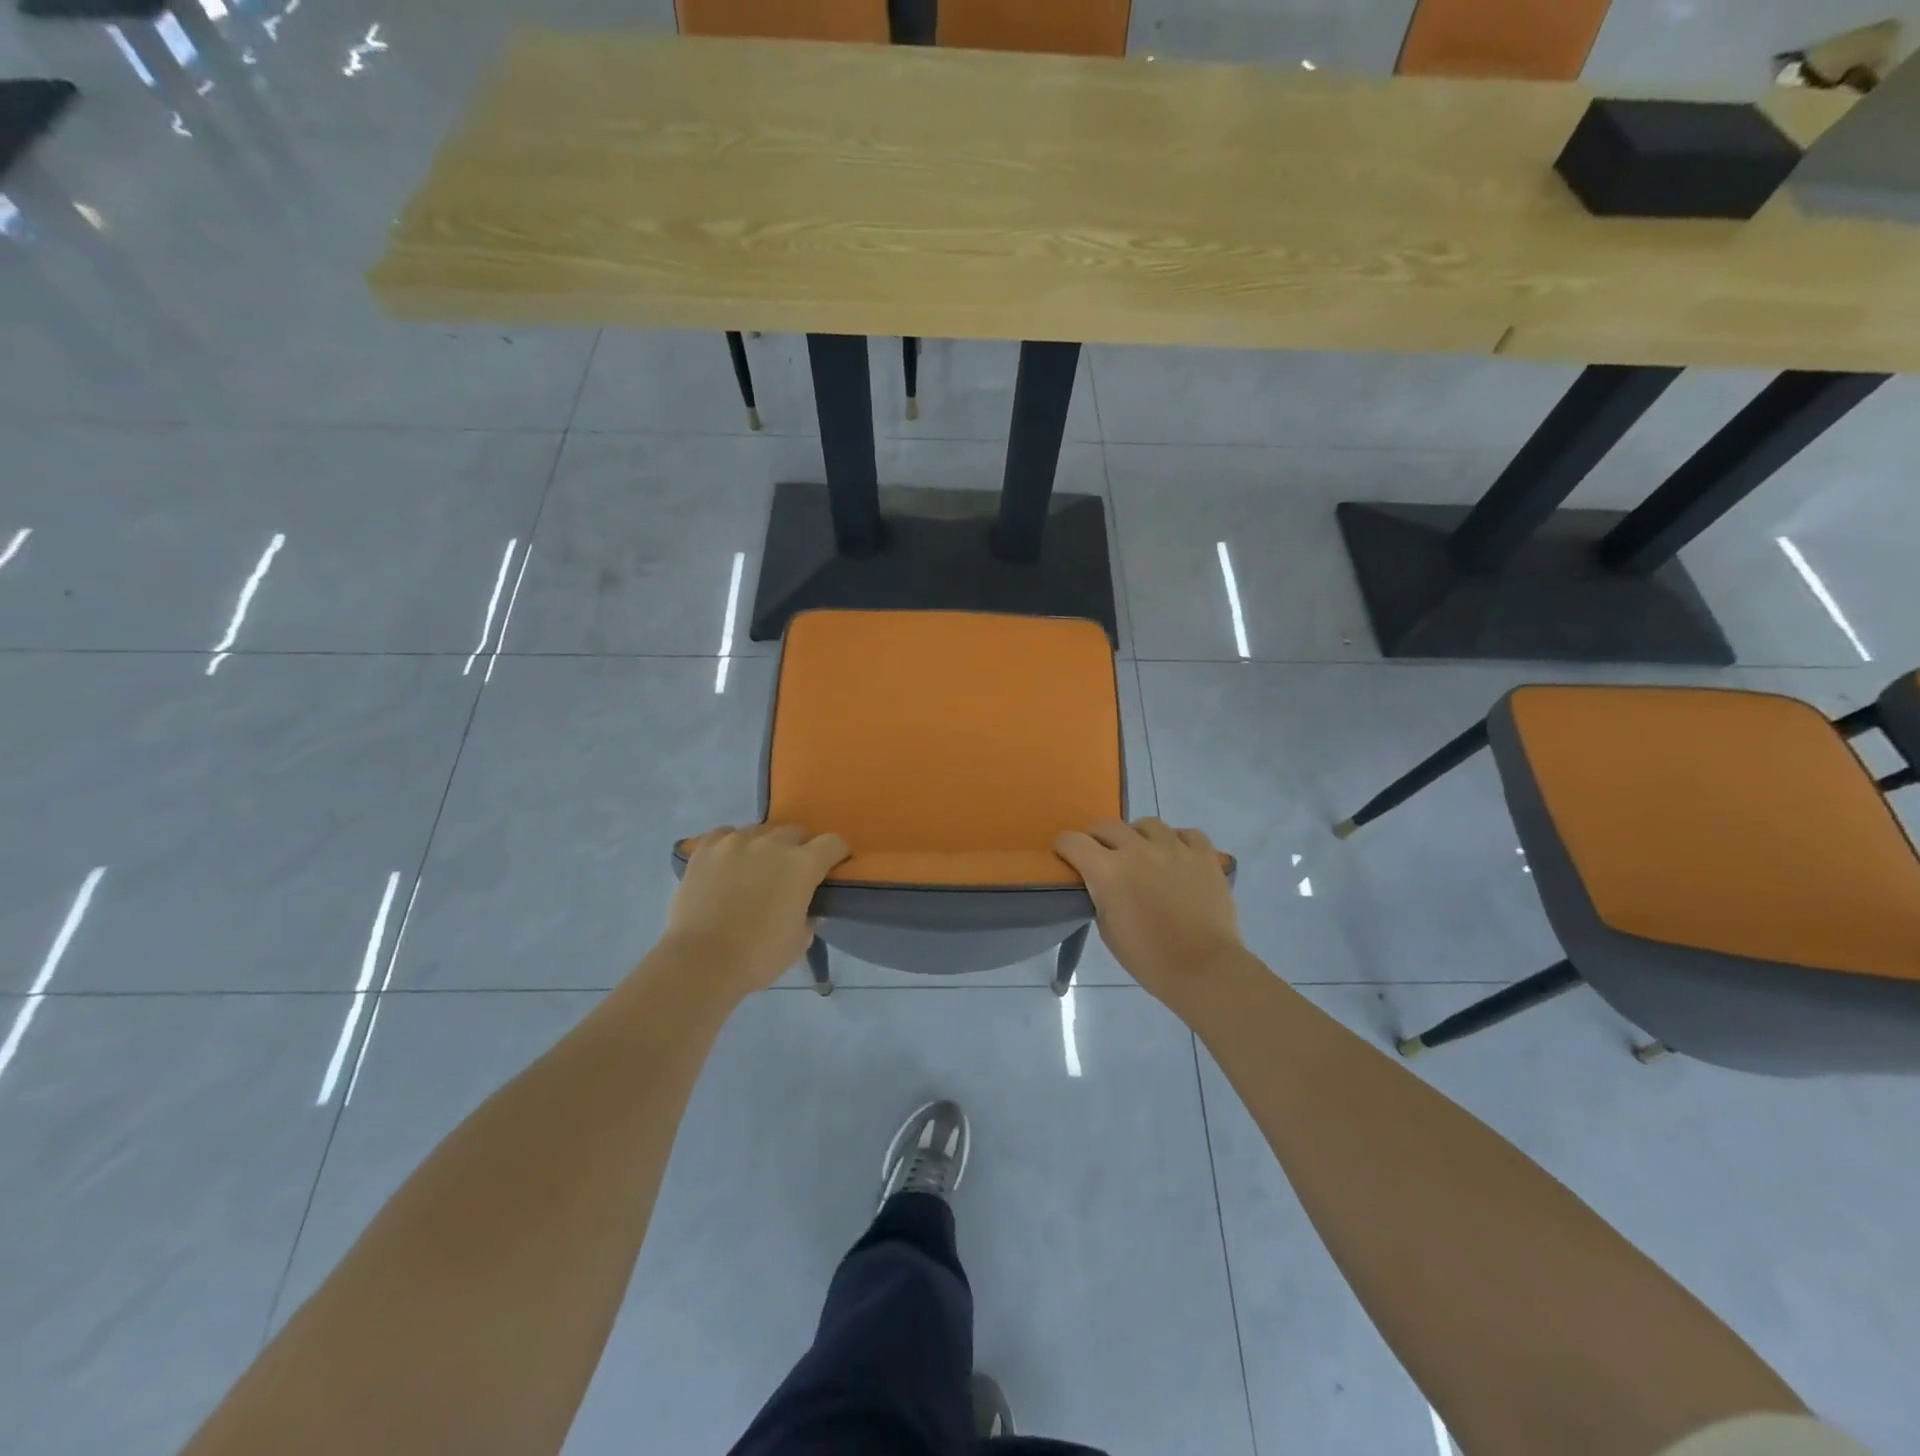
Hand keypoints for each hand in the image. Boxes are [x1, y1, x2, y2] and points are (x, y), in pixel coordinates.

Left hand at [660, 825, 849, 995]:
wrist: (701, 962)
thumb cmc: (759, 956)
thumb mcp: (800, 941)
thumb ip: (810, 915)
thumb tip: (808, 906)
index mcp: (803, 864)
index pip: (833, 843)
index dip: (838, 853)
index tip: (834, 866)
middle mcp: (772, 843)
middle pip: (796, 831)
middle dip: (800, 848)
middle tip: (792, 872)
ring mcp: (735, 841)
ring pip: (760, 831)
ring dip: (765, 845)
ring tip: (756, 867)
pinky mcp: (705, 849)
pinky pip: (725, 834)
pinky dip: (731, 844)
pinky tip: (728, 861)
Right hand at [1055, 819, 1244, 1009]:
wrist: (1203, 968)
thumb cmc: (1148, 957)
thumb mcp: (1107, 928)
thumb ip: (1101, 895)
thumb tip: (1104, 883)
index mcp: (1107, 870)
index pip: (1072, 841)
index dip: (1064, 847)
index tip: (1066, 857)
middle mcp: (1137, 849)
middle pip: (1107, 825)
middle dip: (1098, 839)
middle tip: (1103, 857)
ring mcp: (1174, 848)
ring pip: (1147, 824)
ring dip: (1138, 836)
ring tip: (1144, 855)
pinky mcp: (1203, 854)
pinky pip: (1187, 833)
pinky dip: (1178, 841)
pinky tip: (1177, 857)